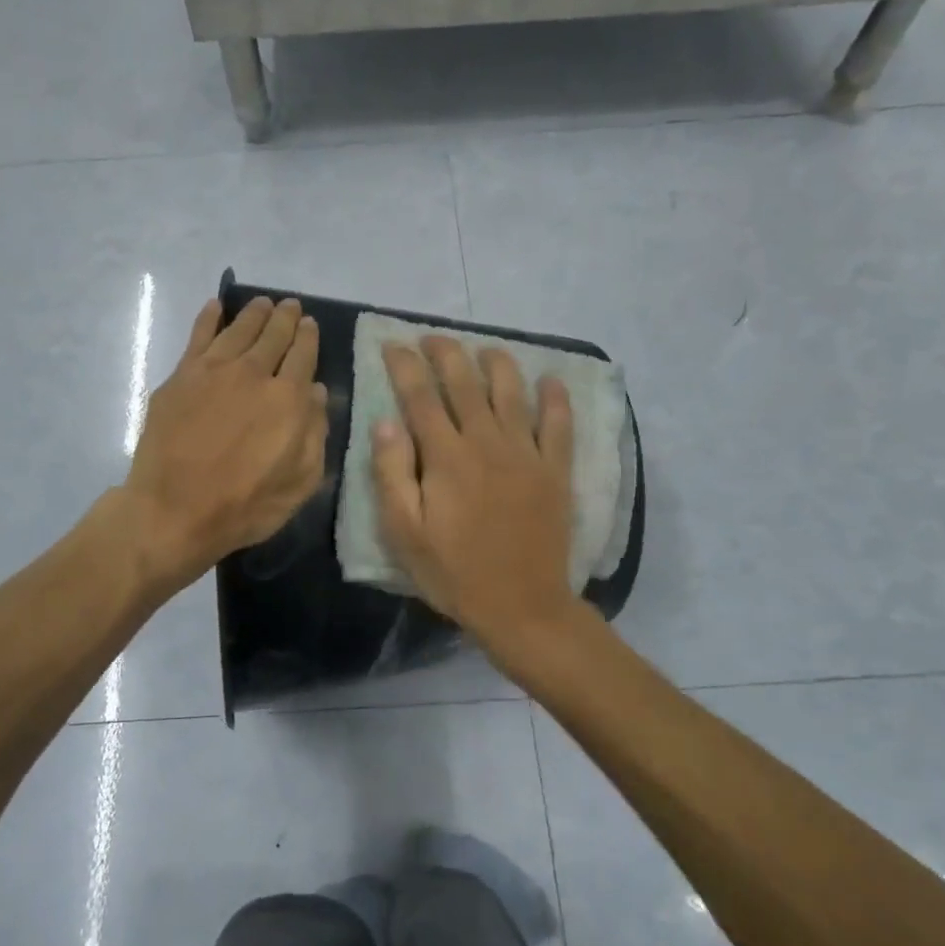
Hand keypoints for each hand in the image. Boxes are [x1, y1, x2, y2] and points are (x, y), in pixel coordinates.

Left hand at [123, 295, 326, 592]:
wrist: (173, 511)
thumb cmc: (244, 506)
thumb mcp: (300, 483)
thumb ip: (315, 434)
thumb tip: (317, 392)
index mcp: (288, 399)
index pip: (303, 355)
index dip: (308, 337)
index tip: (309, 325)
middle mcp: (253, 374)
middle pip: (273, 335)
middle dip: (285, 318)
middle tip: (290, 306)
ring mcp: (213, 371)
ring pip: (239, 329)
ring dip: (254, 313)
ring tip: (263, 303)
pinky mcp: (181, 377)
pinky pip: (198, 336)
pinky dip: (209, 318)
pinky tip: (215, 306)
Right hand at [372, 337, 578, 653]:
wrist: (522, 607)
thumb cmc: (454, 573)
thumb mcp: (404, 533)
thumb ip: (392, 474)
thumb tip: (386, 421)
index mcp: (446, 458)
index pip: (421, 397)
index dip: (405, 366)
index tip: (393, 344)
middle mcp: (487, 443)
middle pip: (465, 383)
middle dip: (445, 353)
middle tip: (432, 338)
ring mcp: (526, 454)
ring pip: (511, 392)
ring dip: (496, 363)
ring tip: (484, 349)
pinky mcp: (555, 470)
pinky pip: (559, 423)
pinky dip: (555, 398)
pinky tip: (550, 379)